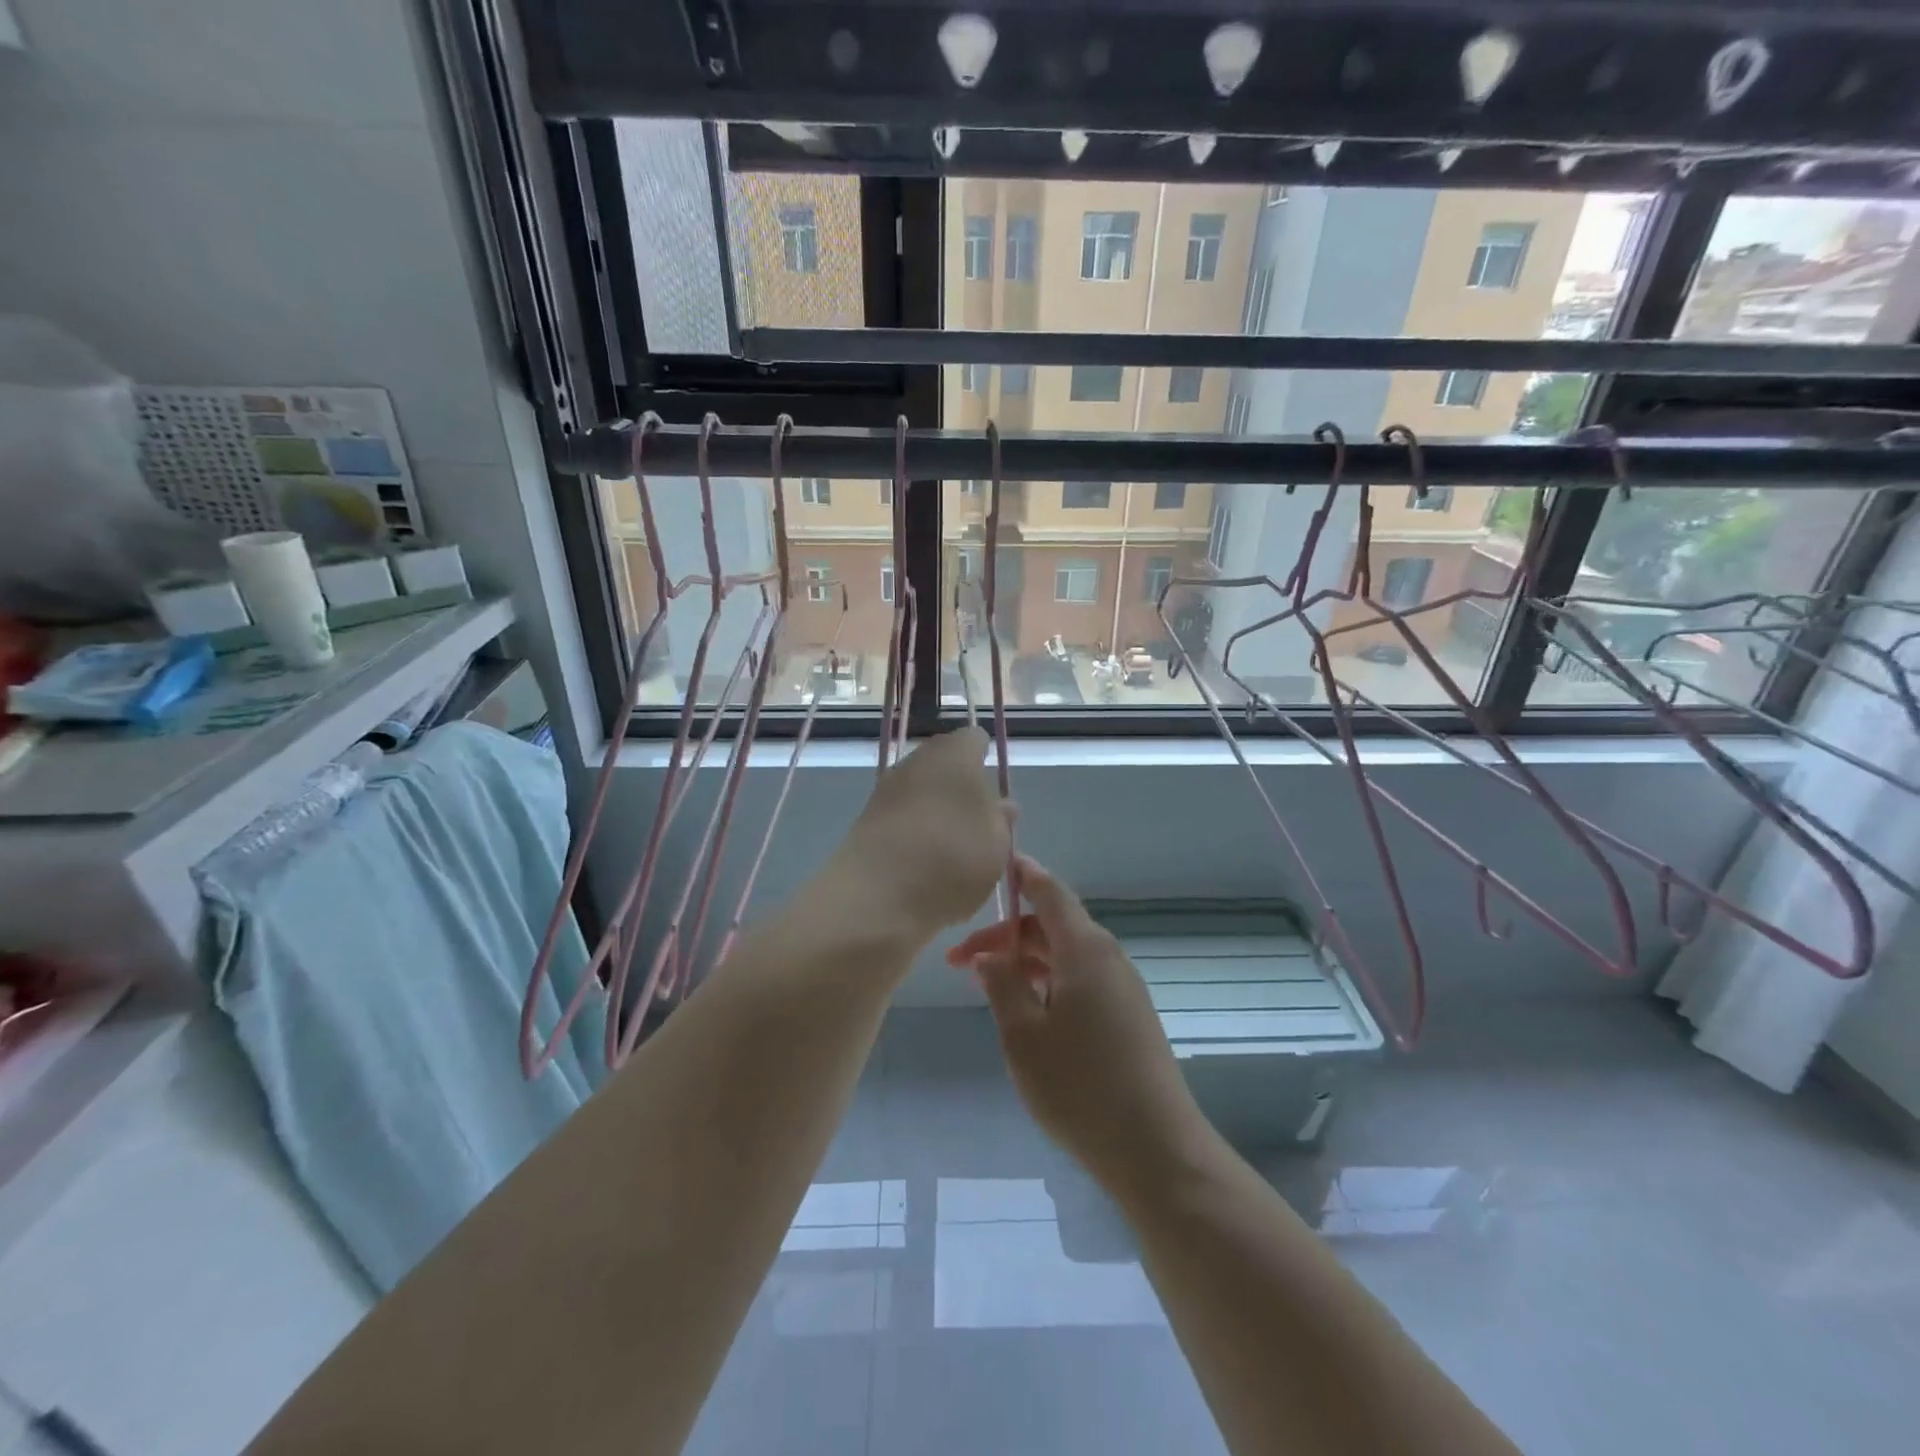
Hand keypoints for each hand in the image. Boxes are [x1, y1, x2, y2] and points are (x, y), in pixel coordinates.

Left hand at [836, 726, 1013, 940]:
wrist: (878, 895)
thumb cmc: (954, 857)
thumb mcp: (998, 844)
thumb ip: (1002, 820)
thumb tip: (1001, 805)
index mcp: (956, 753)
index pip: (975, 740)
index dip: (986, 759)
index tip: (994, 790)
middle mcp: (918, 760)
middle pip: (945, 763)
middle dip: (961, 786)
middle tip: (978, 823)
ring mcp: (887, 787)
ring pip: (921, 789)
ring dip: (936, 809)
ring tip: (953, 849)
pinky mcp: (866, 817)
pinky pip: (901, 815)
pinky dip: (914, 830)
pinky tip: (924, 861)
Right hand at [946, 855, 1207, 1194]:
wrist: (1156, 1149)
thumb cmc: (1080, 1086)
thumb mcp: (1023, 1034)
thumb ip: (1002, 984)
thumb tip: (989, 954)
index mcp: (1085, 949)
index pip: (1049, 891)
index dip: (1021, 875)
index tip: (992, 867)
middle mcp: (1108, 957)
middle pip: (1052, 926)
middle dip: (1006, 936)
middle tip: (959, 963)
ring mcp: (1122, 987)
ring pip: (1065, 956)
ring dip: (1025, 962)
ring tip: (986, 988)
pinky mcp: (1128, 1016)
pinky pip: (1081, 980)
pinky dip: (1048, 982)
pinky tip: (1026, 1013)